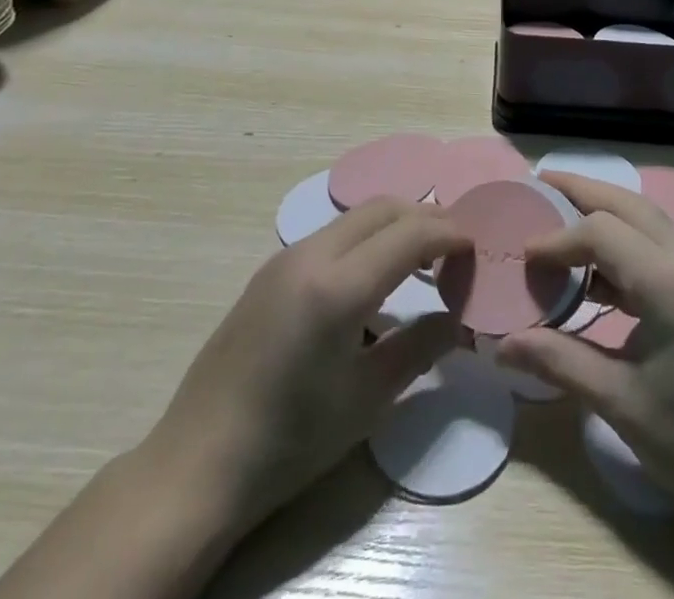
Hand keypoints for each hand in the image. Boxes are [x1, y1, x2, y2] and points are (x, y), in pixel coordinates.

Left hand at [136, 198, 467, 544]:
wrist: (197, 465)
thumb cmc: (290, 440)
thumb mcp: (366, 401)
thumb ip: (419, 348)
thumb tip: (458, 320)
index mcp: (338, 286)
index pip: (410, 233)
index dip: (450, 233)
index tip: (476, 248)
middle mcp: (311, 254)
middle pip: (383, 208)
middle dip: (425, 218)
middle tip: (454, 249)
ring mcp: (285, 258)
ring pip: (355, 217)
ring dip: (394, 226)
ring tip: (420, 262)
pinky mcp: (269, 271)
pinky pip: (332, 234)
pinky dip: (366, 239)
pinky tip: (372, 279)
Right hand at [496, 174, 673, 529]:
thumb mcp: (619, 402)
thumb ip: (558, 361)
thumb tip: (502, 345)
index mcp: (671, 284)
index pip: (602, 232)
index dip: (558, 239)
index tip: (523, 257)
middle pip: (628, 203)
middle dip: (581, 192)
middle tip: (538, 185)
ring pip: (646, 216)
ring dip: (603, 211)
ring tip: (560, 214)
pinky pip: (659, 239)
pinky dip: (624, 238)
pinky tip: (595, 269)